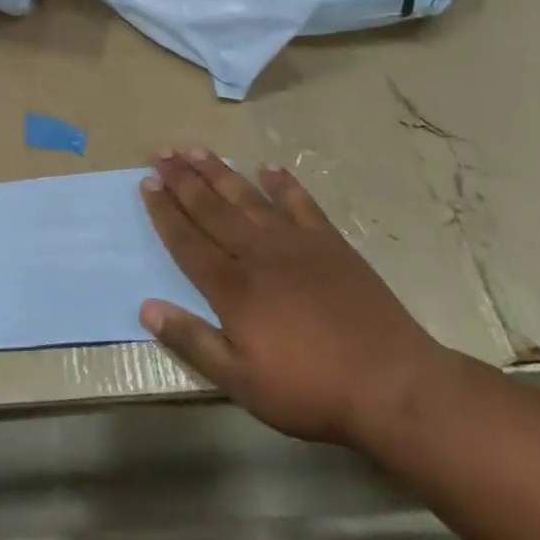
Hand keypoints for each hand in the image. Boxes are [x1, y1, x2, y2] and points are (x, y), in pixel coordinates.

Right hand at [139, 149, 455, 449]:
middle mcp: (258, 255)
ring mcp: (297, 245)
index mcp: (232, 287)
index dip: (164, 212)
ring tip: (197, 150)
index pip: (187, 241)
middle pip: (212, 209)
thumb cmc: (310, 389)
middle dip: (184, 180)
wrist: (393, 384)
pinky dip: (283, 185)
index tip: (147, 183)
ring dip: (220, 173)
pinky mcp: (331, 245)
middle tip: (162, 153)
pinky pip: (301, 205)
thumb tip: (146, 307)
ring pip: (248, 198)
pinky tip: (268, 168)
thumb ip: (192, 341)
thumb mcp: (241, 380)